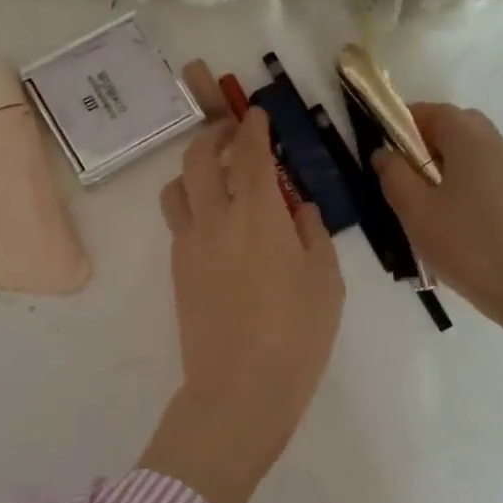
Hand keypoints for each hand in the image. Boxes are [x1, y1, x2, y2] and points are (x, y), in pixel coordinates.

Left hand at [139, 108, 344, 502]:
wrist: (240, 388)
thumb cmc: (296, 335)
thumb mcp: (325, 281)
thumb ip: (312, 233)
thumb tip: (300, 208)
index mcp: (258, 213)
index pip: (250, 152)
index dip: (252, 127)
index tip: (256, 114)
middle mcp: (216, 216)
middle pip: (200, 156)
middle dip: (215, 135)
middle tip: (233, 134)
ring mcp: (189, 241)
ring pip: (178, 185)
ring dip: (194, 168)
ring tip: (217, 175)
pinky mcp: (177, 267)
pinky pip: (176, 218)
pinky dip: (190, 201)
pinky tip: (213, 219)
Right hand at [374, 104, 502, 354]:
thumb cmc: (467, 245)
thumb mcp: (415, 211)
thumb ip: (394, 175)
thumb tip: (384, 152)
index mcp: (471, 140)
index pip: (434, 110)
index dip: (404, 120)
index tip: (383, 144)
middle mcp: (497, 145)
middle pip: (458, 125)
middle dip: (426, 139)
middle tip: (402, 169)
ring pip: (473, 150)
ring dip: (445, 161)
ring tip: (423, 197)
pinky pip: (486, 172)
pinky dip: (463, 178)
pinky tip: (451, 215)